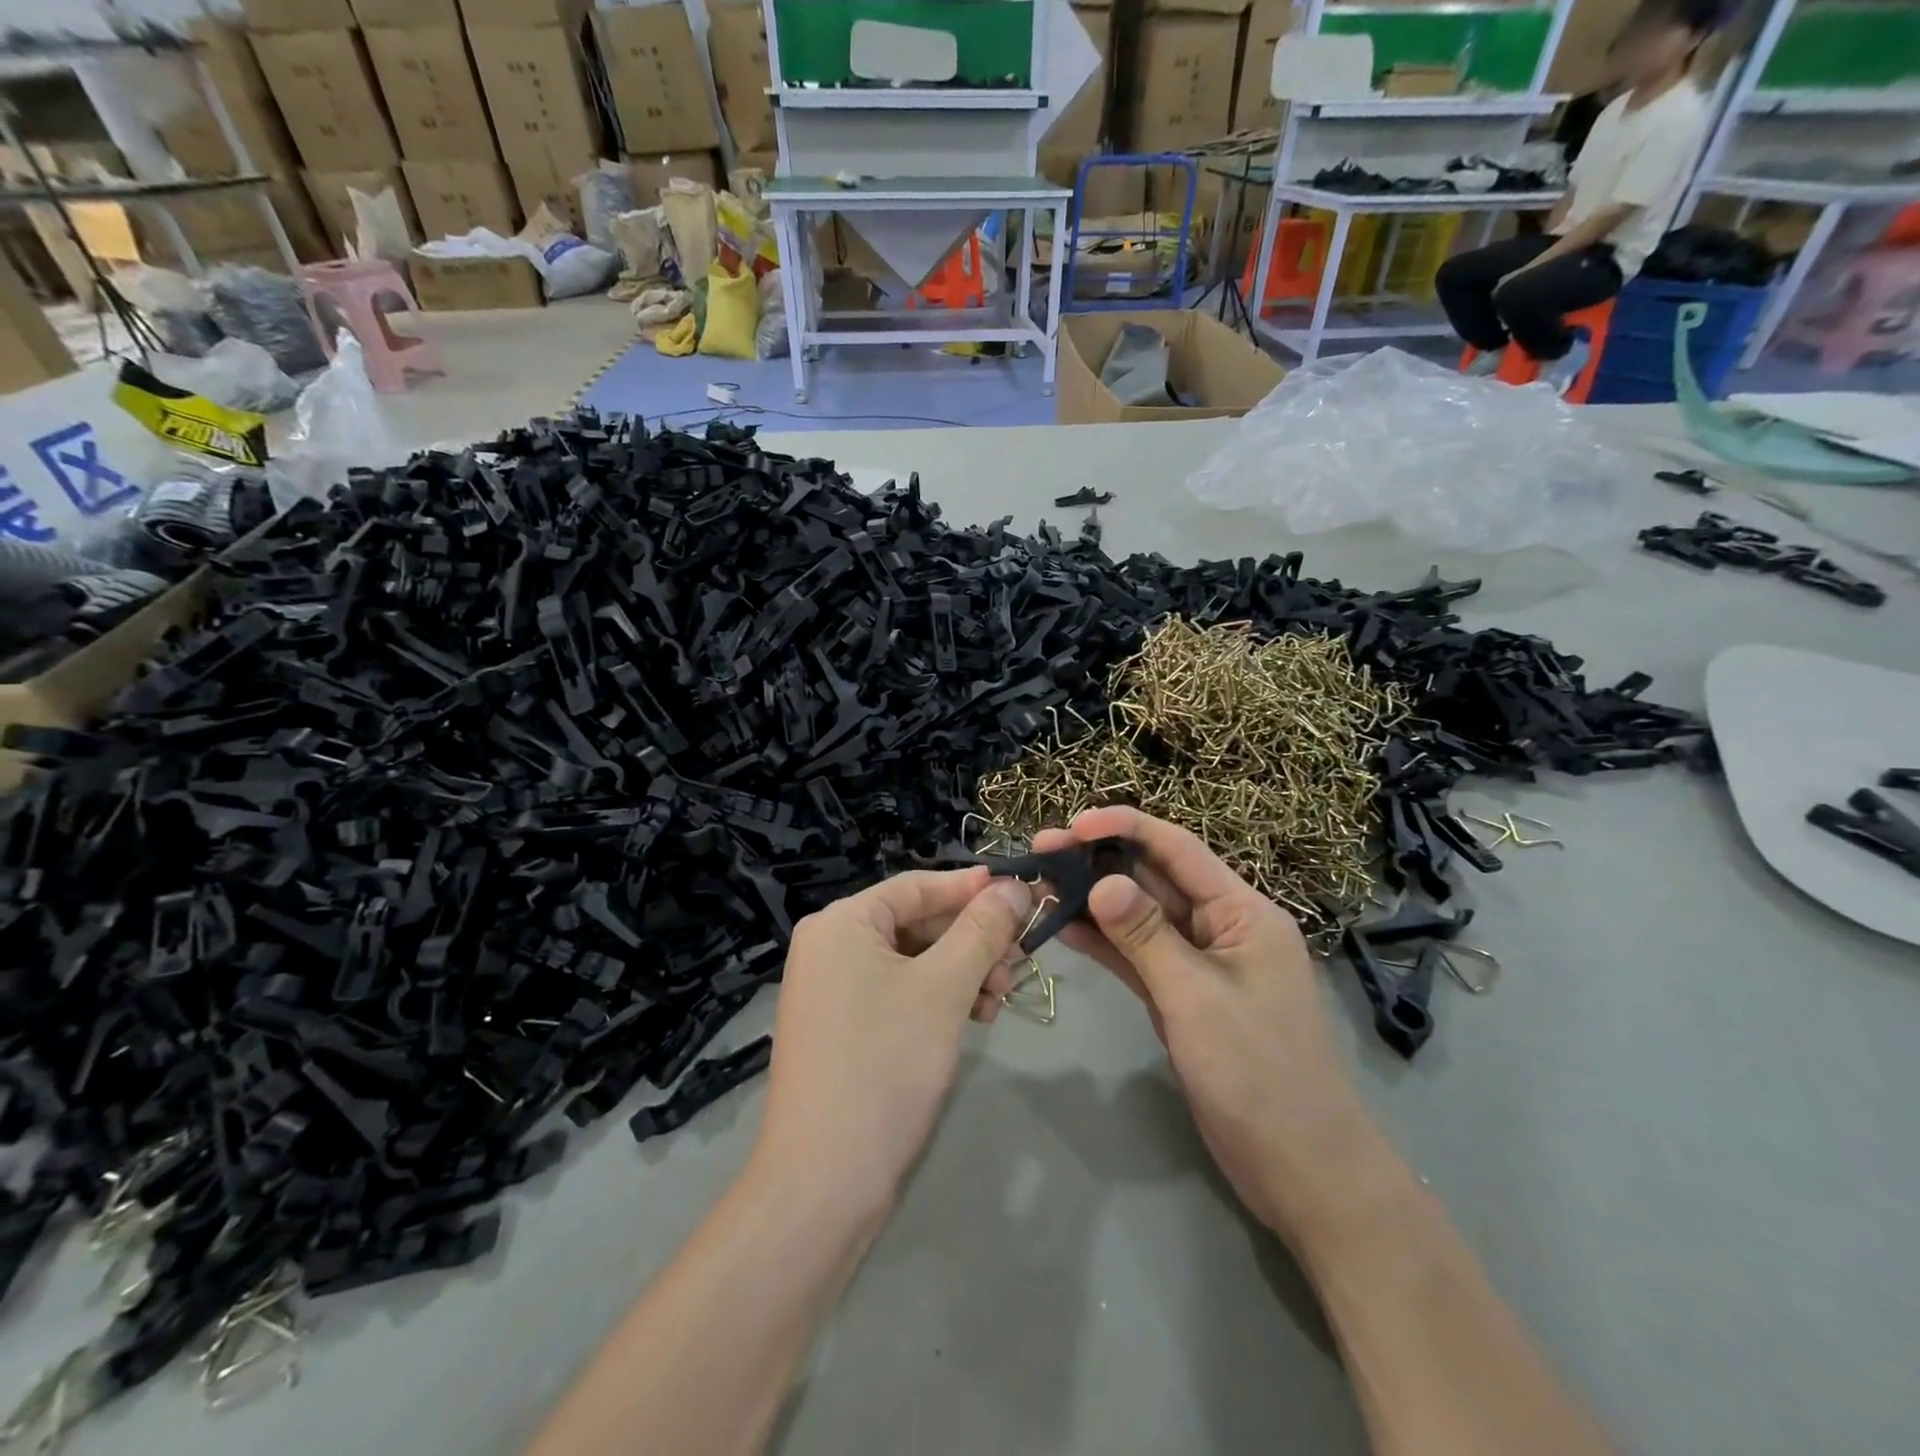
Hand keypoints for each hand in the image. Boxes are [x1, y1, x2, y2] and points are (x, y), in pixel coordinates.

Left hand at [753, 869, 1031, 1211]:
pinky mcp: (845, 1029)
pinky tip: (977, 1016)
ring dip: (963, 971)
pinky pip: (901, 993)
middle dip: (972, 938)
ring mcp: (834, 991)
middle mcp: (831, 947)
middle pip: (917, 923)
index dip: (972, 888)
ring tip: (1002, 995)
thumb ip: (982, 930)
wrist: (824, 1180)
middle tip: (1021, 957)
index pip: (917, 885)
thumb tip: (1014, 886)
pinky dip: (940, 998)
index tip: (1022, 894)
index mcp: (842, 923)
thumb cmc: (885, 1063)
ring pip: (914, 961)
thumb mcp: (944, 987)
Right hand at [1034, 808, 1369, 1239]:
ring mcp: (1200, 963)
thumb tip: (1100, 881)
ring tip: (1041, 885)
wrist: (1302, 1170)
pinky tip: (1064, 927)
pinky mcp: (1182, 995)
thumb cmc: (1259, 1075)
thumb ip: (1146, 936)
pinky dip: (1104, 942)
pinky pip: (1138, 955)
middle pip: (1155, 878)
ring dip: (1094, 901)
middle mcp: (1221, 926)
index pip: (1179, 849)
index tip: (1072, 824)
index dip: (1125, 828)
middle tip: (1040, 852)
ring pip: (1141, 917)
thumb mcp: (1196, 998)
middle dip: (1099, 862)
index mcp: (1243, 912)